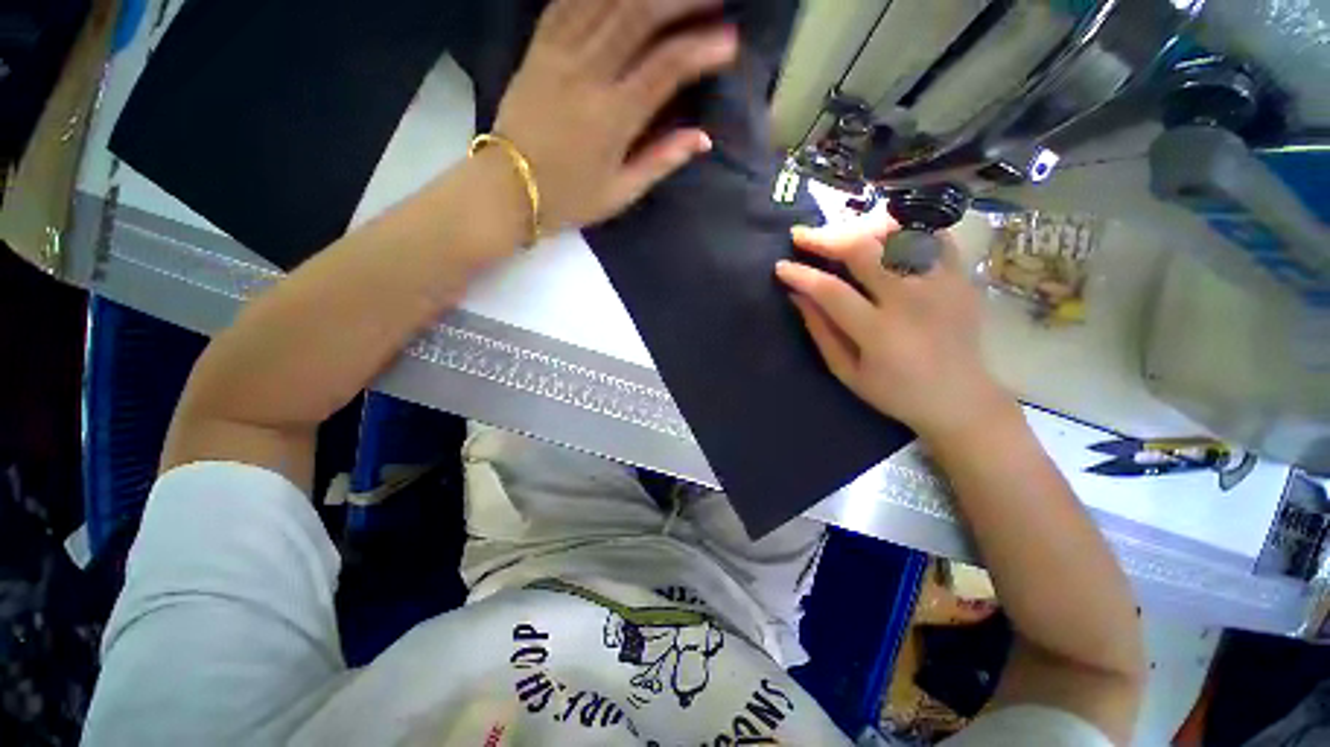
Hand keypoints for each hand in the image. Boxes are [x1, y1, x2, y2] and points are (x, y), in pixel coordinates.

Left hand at [492, 0, 737, 232]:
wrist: (507, 189)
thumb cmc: (569, 199)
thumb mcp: (620, 193)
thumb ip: (661, 161)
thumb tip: (703, 138)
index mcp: (613, 118)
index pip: (666, 68)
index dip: (702, 49)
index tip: (730, 42)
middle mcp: (587, 74)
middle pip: (639, 14)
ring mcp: (559, 54)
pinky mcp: (538, 47)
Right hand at [775, 218, 1014, 441]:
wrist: (960, 398)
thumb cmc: (895, 392)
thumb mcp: (847, 372)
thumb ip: (820, 331)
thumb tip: (797, 295)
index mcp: (880, 332)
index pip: (831, 291)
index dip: (801, 275)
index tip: (781, 267)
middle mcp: (912, 300)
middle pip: (864, 250)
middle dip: (825, 238)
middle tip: (801, 236)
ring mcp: (942, 283)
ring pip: (897, 233)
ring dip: (860, 227)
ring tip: (838, 232)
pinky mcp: (961, 276)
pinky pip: (931, 234)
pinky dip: (903, 227)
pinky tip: (881, 234)